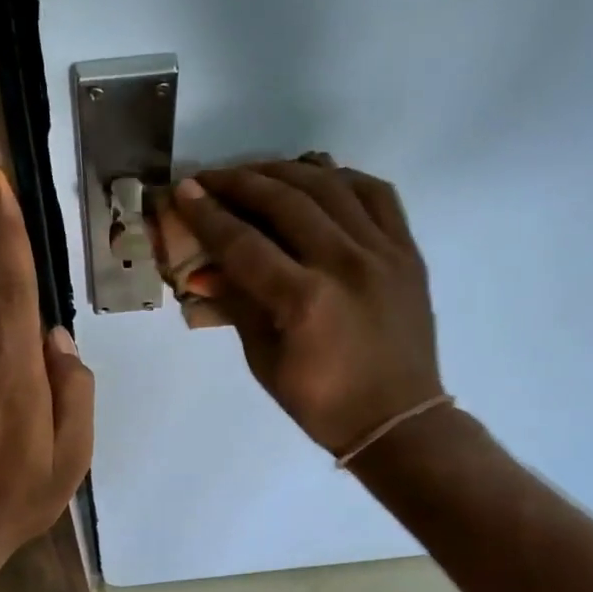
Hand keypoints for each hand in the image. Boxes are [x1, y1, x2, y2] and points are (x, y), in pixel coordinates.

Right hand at [175, 162, 442, 455]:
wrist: (397, 419)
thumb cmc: (322, 403)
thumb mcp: (265, 362)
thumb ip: (238, 306)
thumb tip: (204, 271)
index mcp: (304, 301)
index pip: (244, 244)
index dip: (209, 215)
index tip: (184, 191)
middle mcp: (345, 264)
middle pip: (286, 202)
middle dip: (240, 183)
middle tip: (210, 178)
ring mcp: (383, 252)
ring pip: (330, 186)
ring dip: (285, 172)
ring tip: (256, 173)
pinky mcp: (407, 251)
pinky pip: (376, 194)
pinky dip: (342, 178)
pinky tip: (317, 178)